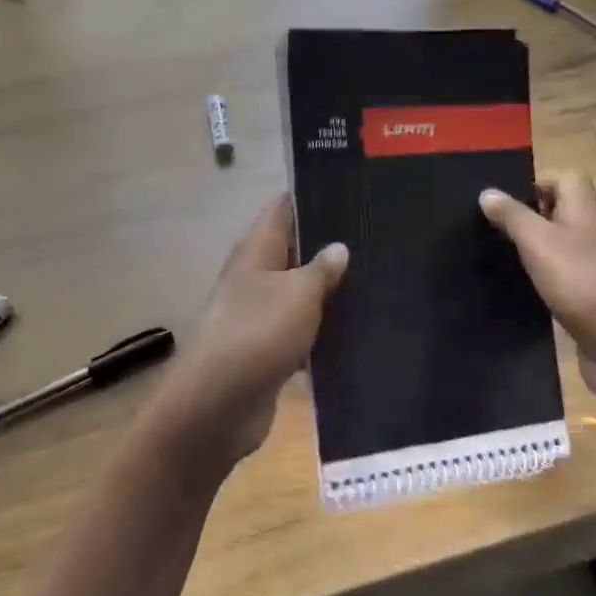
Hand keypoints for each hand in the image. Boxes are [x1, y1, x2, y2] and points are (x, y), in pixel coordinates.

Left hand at [145, 195, 347, 480]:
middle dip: (328, 245)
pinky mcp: (266, 350)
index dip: (312, 196)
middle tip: (375, 238)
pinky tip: (357, 331)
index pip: (282, 209)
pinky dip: (322, 330)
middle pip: (292, 251)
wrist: (219, 404)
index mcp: (256, 251)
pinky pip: (299, 330)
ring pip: (298, 293)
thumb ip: (321, 269)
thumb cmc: (258, 333)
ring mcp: (258, 315)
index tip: (350, 191)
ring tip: (376, 280)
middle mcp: (254, 277)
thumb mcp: (299, 294)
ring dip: (328, 291)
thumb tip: (338, 248)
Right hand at [480, 174, 595, 420]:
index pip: (564, 179)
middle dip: (526, 217)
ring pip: (557, 247)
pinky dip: (540, 279)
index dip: (534, 183)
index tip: (500, 199)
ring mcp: (593, 266)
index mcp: (585, 209)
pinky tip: (515, 288)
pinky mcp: (589, 297)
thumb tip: (486, 191)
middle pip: (559, 213)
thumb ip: (512, 216)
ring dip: (531, 250)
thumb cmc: (583, 280)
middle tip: (487, 228)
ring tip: (493, 256)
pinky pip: (560, 278)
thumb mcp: (538, 241)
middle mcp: (591, 232)